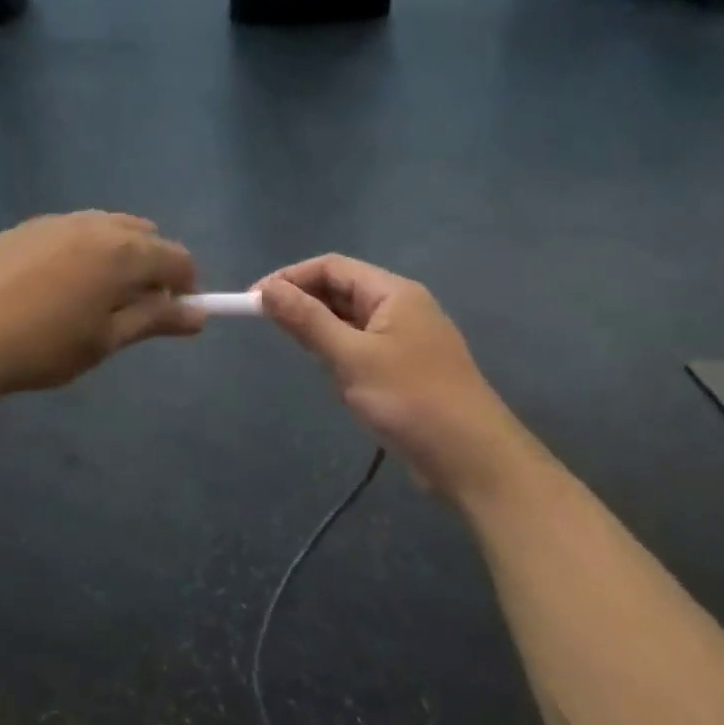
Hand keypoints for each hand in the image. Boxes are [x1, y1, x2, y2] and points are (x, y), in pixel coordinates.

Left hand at [0, 212, 203, 397]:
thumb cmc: (42, 347)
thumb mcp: (105, 340)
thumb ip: (154, 320)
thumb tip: (198, 314)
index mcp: (122, 251)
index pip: (177, 258)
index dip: (186, 286)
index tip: (174, 315)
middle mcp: (94, 224)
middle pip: (144, 236)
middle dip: (152, 267)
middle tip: (133, 309)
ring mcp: (54, 221)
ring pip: (105, 228)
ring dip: (117, 256)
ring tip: (94, 298)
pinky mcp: (22, 228)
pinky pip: (70, 231)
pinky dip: (82, 251)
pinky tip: (55, 286)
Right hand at [260, 255, 526, 497]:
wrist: (470, 457)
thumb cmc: (410, 399)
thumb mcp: (351, 357)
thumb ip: (307, 321)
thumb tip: (266, 289)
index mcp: (394, 292)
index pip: (332, 267)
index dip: (290, 278)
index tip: (253, 300)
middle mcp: (401, 307)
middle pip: (342, 290)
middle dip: (304, 304)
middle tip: (268, 328)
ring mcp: (405, 339)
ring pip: (350, 322)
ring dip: (321, 331)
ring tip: (301, 354)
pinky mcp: (405, 369)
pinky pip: (362, 348)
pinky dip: (340, 355)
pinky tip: (332, 378)